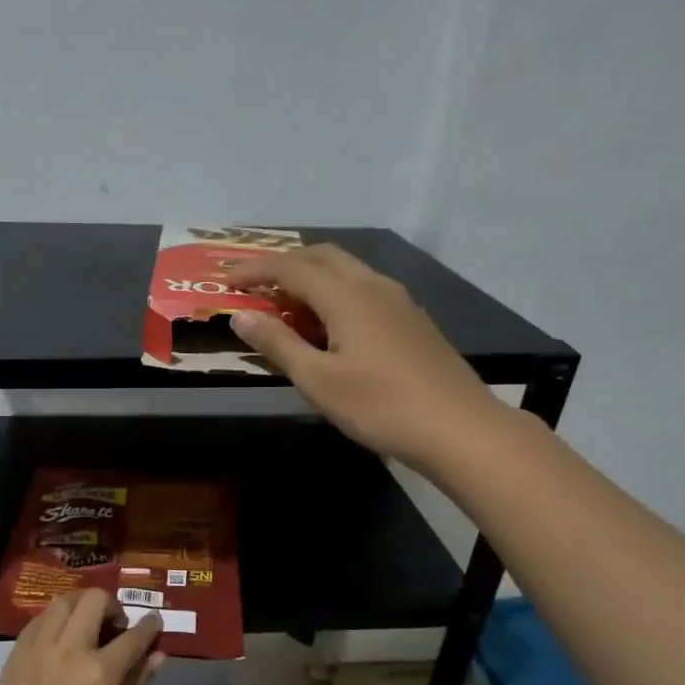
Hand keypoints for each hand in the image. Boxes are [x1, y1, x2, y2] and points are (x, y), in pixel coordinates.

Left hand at [0, 589, 163, 684]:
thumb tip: (158, 656)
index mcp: (100, 672)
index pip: (133, 636)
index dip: (149, 626)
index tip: (154, 622)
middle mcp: (68, 650)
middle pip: (93, 601)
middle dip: (112, 605)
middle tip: (115, 627)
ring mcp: (37, 650)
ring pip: (61, 603)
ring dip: (80, 607)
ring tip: (84, 628)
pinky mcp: (14, 656)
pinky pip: (36, 623)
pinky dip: (53, 622)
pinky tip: (57, 641)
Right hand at [228, 243, 505, 467]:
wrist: (459, 428)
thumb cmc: (380, 406)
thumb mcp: (318, 381)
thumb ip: (278, 344)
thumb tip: (241, 316)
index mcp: (347, 297)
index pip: (291, 268)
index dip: (255, 270)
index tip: (226, 279)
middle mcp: (373, 286)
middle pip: (322, 256)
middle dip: (283, 263)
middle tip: (253, 283)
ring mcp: (398, 301)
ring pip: (347, 270)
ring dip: (310, 276)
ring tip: (285, 303)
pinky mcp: (411, 320)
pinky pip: (363, 288)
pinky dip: (334, 292)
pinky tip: (328, 323)